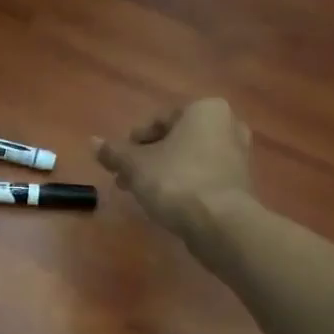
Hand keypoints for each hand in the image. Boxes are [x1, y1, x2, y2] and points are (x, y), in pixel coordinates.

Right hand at [94, 99, 252, 238]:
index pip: (159, 120)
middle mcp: (228, 125)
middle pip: (176, 140)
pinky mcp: (240, 184)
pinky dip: (185, 185)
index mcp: (205, 110)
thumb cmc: (176, 181)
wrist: (220, 223)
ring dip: (165, 172)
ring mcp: (239, 156)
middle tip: (128, 179)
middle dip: (150, 158)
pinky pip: (204, 177)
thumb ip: (114, 153)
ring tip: (144, 193)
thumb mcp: (135, 165)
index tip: (121, 162)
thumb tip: (93, 142)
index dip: (135, 141)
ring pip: (190, 159)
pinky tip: (168, 203)